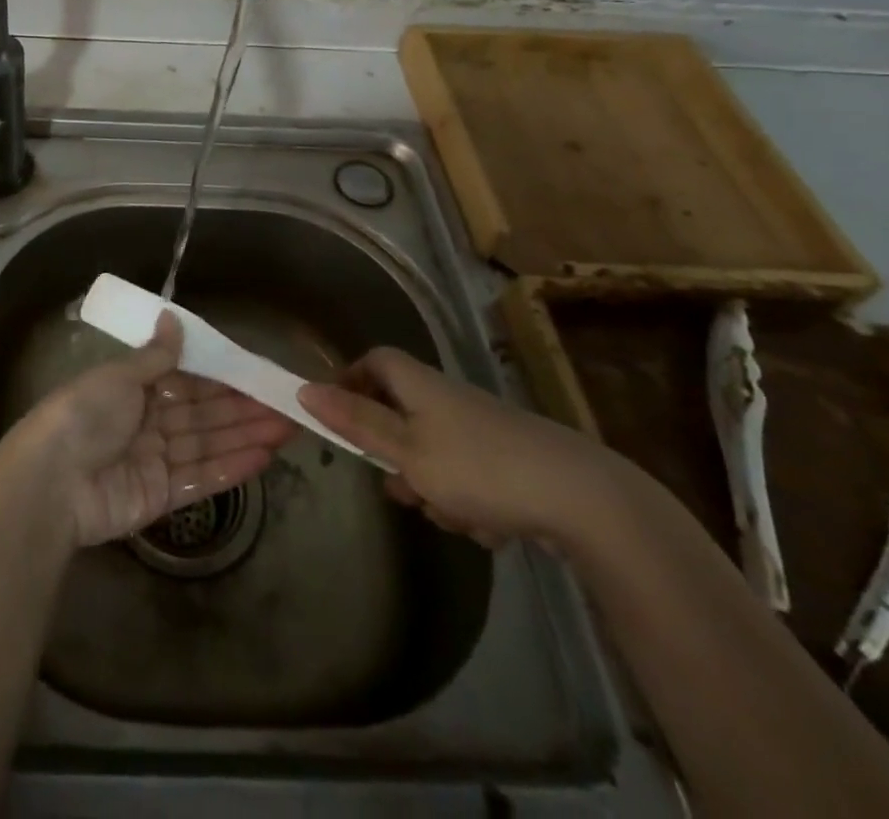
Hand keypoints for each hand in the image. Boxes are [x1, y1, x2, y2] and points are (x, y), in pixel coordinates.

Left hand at [0, 311, 297, 547]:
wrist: (51, 482)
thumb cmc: (84, 414)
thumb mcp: (118, 376)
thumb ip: (154, 355)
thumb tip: (172, 317)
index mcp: (133, 388)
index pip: (187, 379)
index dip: (222, 377)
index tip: (257, 373)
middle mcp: (146, 421)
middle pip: (202, 413)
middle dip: (243, 408)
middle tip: (287, 404)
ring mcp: (154, 461)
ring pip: (208, 444)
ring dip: (246, 435)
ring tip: (288, 427)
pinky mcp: (160, 497)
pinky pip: (201, 478)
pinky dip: (231, 467)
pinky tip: (263, 457)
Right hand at [299, 347, 620, 549]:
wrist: (585, 501)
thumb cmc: (480, 467)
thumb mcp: (406, 449)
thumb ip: (355, 421)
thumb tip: (304, 388)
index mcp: (419, 384)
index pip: (373, 361)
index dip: (351, 383)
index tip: (341, 421)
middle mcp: (448, 399)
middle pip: (401, 416)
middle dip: (396, 458)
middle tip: (402, 486)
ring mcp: (482, 430)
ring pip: (434, 456)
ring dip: (435, 490)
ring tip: (457, 516)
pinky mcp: (510, 463)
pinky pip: (470, 479)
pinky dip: (472, 503)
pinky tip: (492, 526)